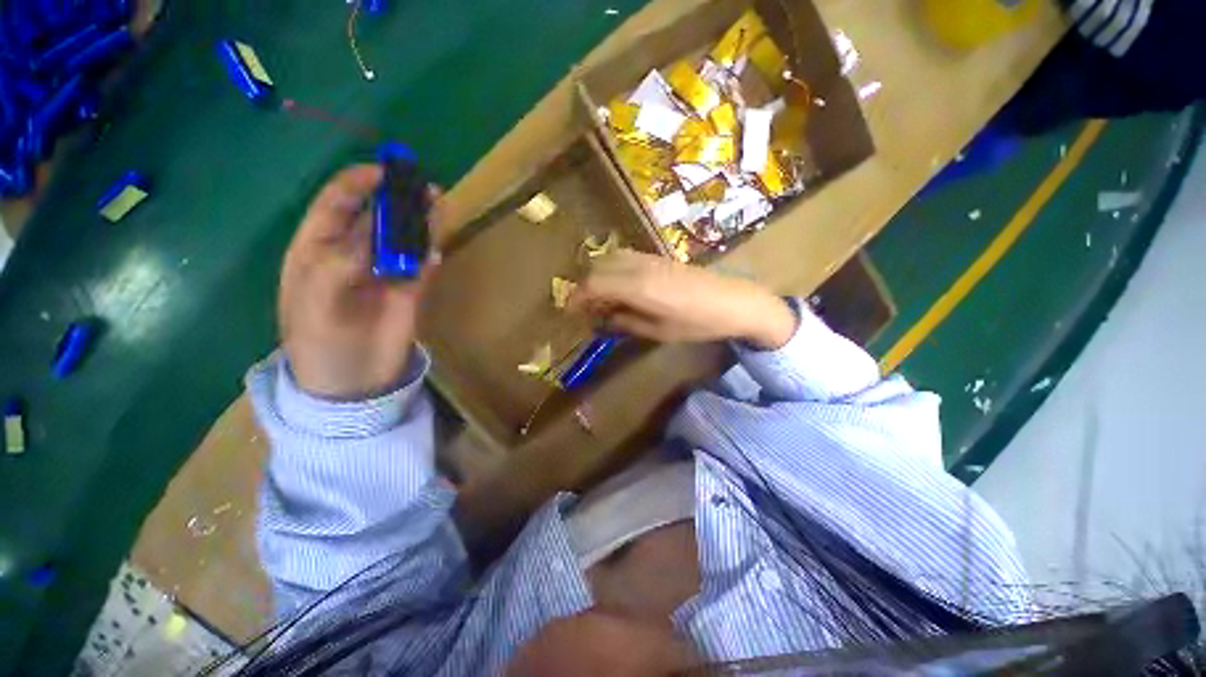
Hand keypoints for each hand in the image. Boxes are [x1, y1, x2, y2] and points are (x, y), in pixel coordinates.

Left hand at [279, 164, 440, 399]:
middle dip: (398, 199)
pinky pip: (423, 264)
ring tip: (440, 205)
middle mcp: (353, 252)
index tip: (384, 174)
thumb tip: (379, 229)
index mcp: (318, 248)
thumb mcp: (317, 300)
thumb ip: (342, 262)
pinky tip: (437, 246)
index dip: (358, 184)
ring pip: (405, 238)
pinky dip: (431, 252)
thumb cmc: (319, 341)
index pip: (336, 204)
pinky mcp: (411, 289)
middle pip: (377, 216)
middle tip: (423, 189)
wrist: (351, 382)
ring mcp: (385, 270)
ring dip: (421, 221)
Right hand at [568, 250, 796, 349]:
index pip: (593, 284)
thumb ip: (626, 322)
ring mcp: (649, 258)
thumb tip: (604, 319)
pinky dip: (612, 269)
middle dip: (584, 286)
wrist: (735, 301)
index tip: (570, 312)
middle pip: (597, 267)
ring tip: (600, 298)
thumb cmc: (698, 323)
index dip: (577, 297)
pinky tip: (619, 286)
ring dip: (598, 275)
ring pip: (609, 258)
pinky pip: (625, 257)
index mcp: (637, 287)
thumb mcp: (659, 331)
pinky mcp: (658, 256)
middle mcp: (638, 266)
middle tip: (584, 308)